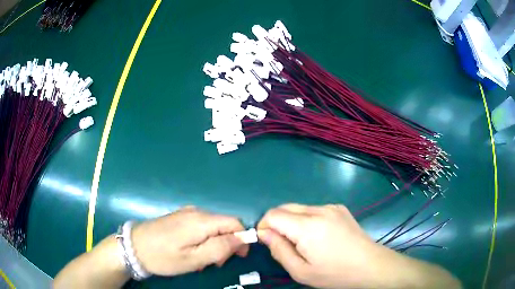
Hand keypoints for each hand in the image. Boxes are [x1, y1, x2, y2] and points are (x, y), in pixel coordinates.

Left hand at [132, 206, 248, 275]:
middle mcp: (196, 212)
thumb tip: (241, 239)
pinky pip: (201, 226)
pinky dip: (204, 239)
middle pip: (224, 225)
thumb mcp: (193, 259)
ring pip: (213, 227)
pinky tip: (193, 251)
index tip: (238, 256)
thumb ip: (220, 248)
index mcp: (201, 221)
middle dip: (226, 244)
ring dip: (215, 243)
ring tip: (202, 260)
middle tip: (215, 263)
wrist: (133, 246)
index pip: (234, 223)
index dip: (241, 239)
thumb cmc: (163, 257)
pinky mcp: (179, 217)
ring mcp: (186, 213)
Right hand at [257, 204, 379, 287]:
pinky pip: (314, 210)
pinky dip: (307, 220)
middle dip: (276, 223)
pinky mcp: (340, 208)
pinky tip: (319, 236)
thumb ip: (279, 251)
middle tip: (283, 244)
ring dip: (293, 222)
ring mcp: (331, 207)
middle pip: (285, 208)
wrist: (370, 265)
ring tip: (304, 242)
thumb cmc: (335, 273)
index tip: (267, 242)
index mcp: (307, 226)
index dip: (264, 226)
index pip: (273, 215)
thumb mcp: (301, 271)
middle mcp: (319, 210)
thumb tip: (264, 234)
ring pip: (299, 208)